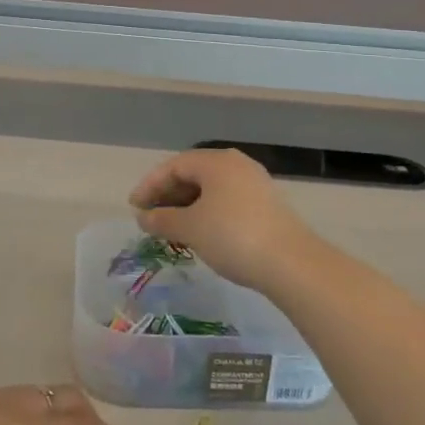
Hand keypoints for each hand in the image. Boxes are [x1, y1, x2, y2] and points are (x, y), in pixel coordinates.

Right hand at [128, 148, 315, 292]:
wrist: (291, 263)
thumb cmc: (232, 236)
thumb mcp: (190, 228)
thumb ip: (162, 219)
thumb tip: (143, 217)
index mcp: (216, 161)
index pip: (174, 165)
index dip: (150, 185)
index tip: (134, 207)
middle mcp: (236, 164)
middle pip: (193, 174)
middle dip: (168, 195)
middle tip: (149, 218)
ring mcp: (254, 183)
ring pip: (210, 189)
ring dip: (187, 205)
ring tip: (171, 228)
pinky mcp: (265, 204)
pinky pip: (226, 200)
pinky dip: (206, 212)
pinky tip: (199, 233)